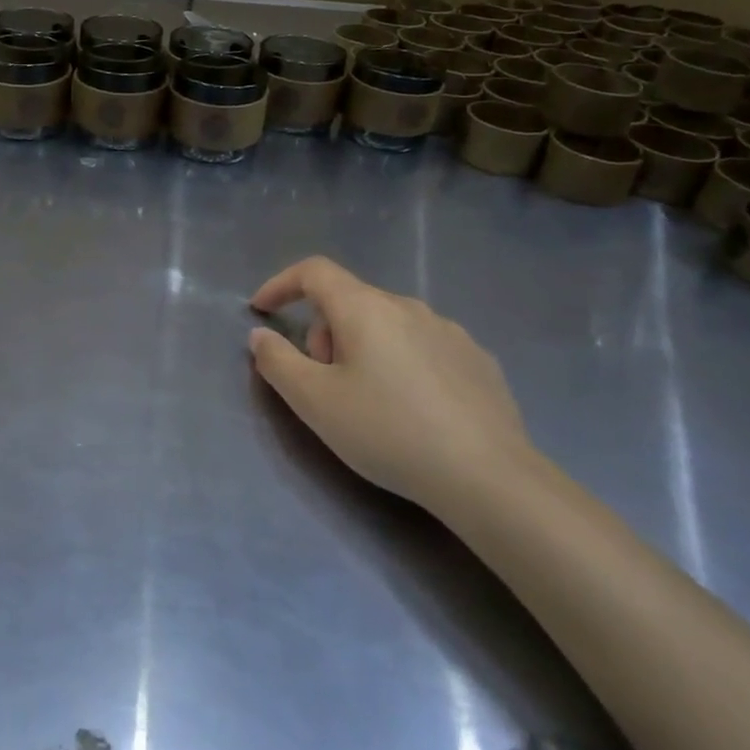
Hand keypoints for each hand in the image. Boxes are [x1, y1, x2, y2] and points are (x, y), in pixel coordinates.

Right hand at [248, 257, 532, 508]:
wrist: (488, 477)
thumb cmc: (388, 432)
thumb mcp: (315, 402)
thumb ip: (277, 362)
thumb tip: (261, 335)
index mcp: (365, 308)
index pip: (314, 272)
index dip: (281, 284)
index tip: (262, 311)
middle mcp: (408, 307)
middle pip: (350, 301)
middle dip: (324, 333)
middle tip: (323, 383)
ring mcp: (449, 331)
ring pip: (387, 324)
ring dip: (363, 348)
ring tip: (369, 401)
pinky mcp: (478, 360)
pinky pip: (422, 346)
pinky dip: (401, 362)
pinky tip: (413, 409)